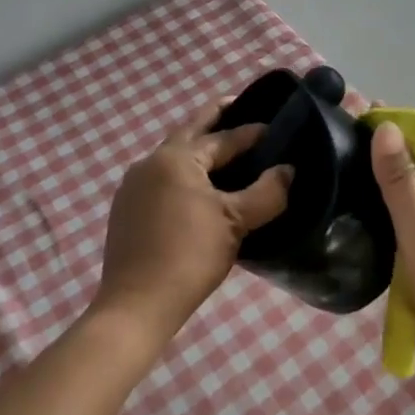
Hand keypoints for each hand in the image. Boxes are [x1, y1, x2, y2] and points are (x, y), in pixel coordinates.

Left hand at [94, 102, 292, 349]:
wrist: (136, 305)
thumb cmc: (190, 255)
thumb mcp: (236, 222)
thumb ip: (267, 192)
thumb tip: (288, 170)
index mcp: (177, 157)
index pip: (222, 137)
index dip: (251, 133)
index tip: (274, 129)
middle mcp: (150, 162)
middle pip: (190, 132)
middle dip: (215, 120)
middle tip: (239, 109)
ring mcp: (133, 186)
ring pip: (173, 156)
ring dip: (198, 149)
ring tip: (225, 153)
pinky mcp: (126, 209)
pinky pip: (161, 178)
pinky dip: (183, 173)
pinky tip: (197, 189)